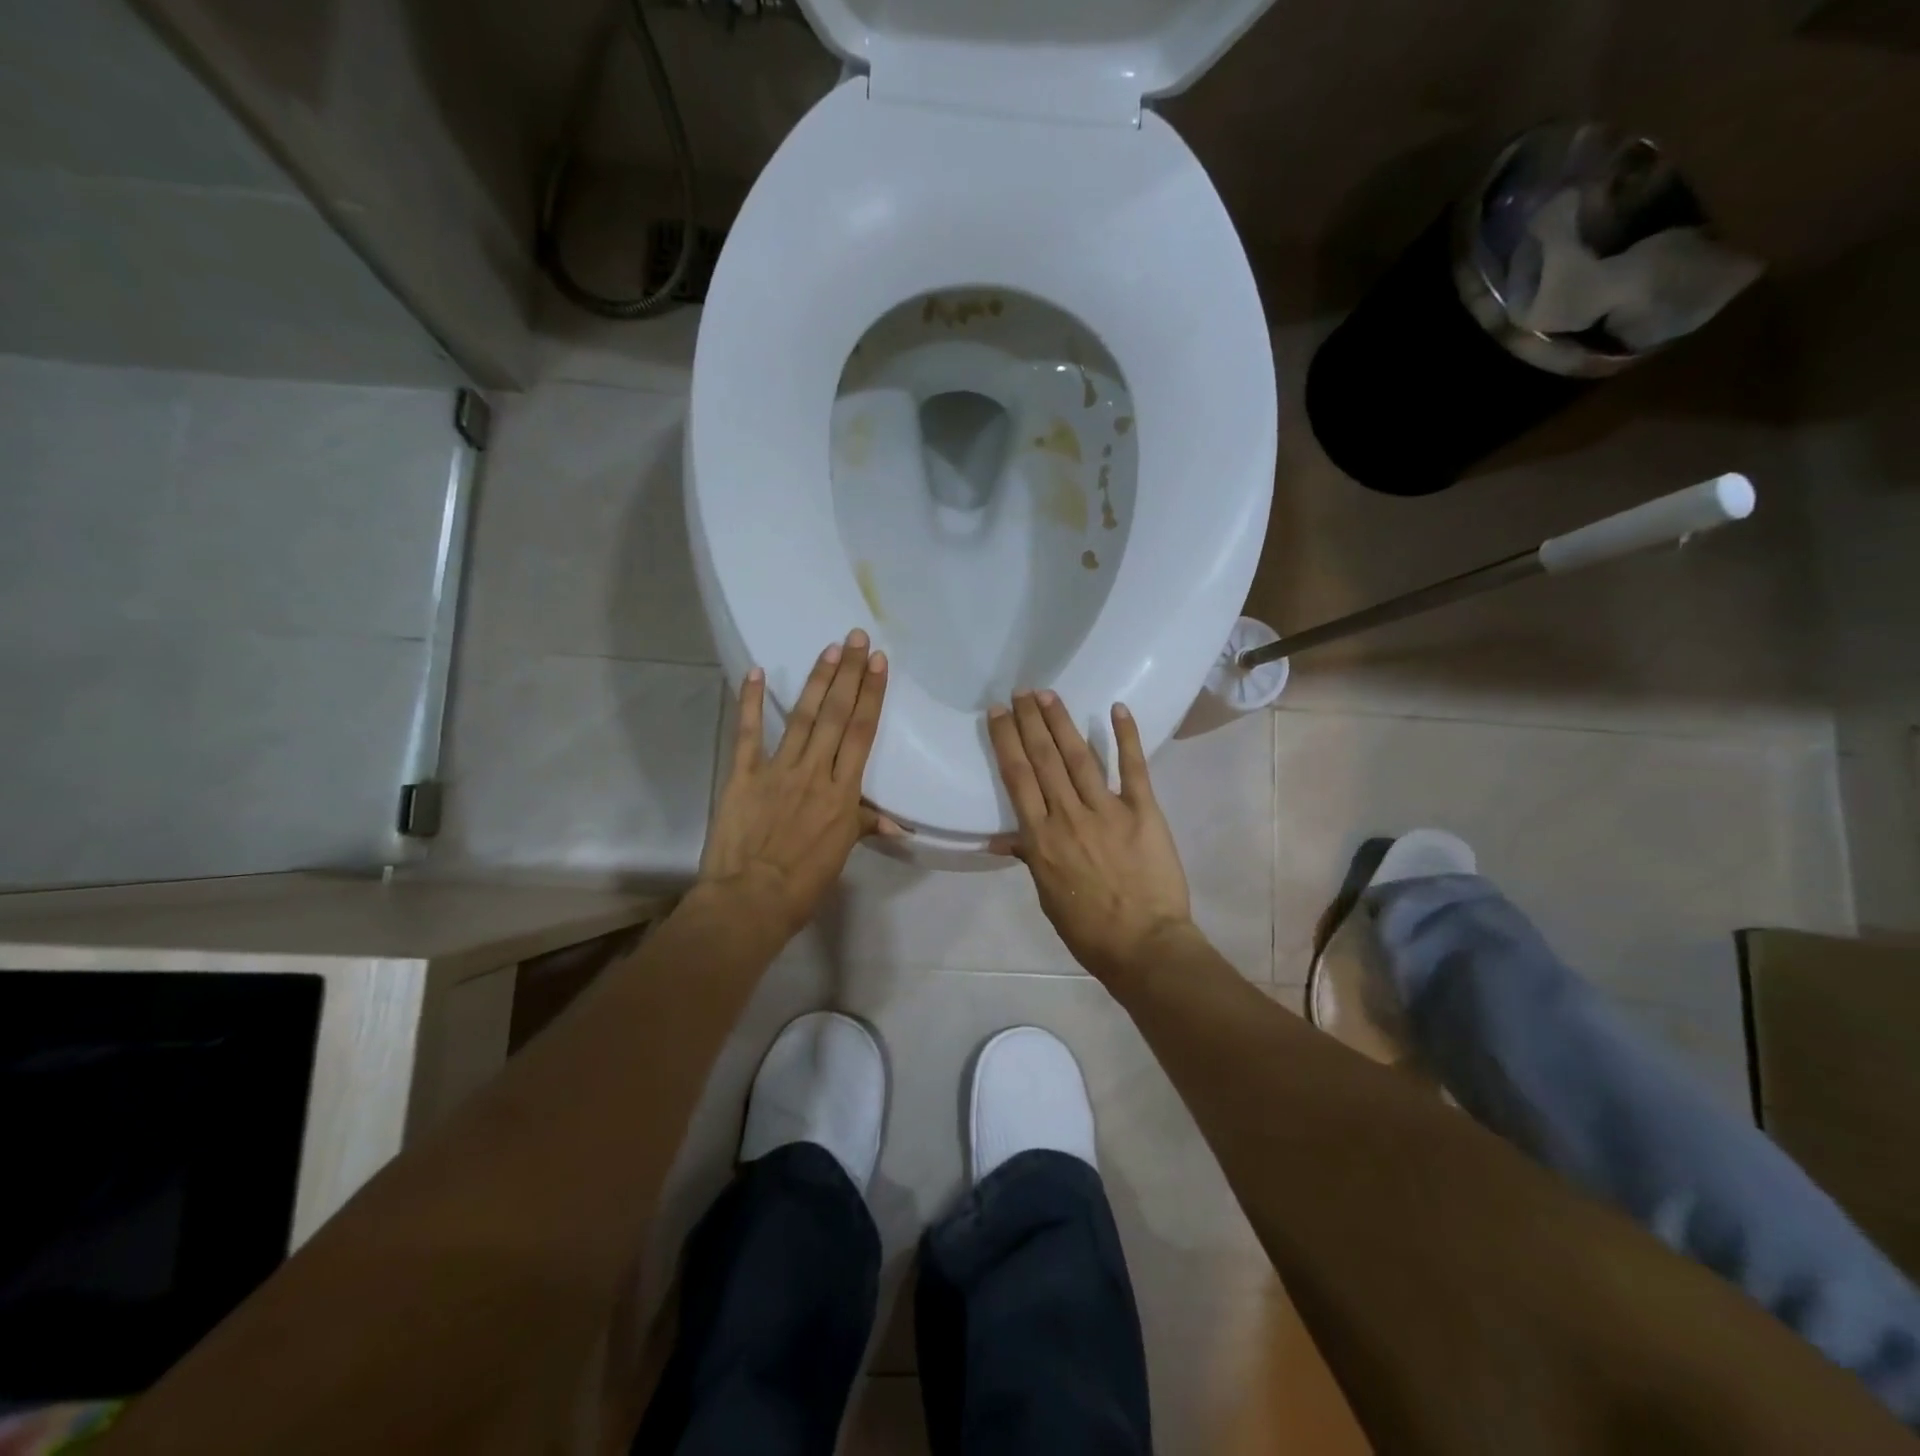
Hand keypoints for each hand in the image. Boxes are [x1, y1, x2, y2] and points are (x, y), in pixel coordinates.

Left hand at [699, 629, 895, 935]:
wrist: (750, 901)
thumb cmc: (803, 884)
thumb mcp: (840, 856)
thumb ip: (862, 827)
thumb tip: (895, 824)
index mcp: (842, 793)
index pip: (861, 734)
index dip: (871, 695)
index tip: (878, 663)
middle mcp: (814, 772)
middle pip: (835, 715)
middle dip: (848, 674)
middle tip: (855, 638)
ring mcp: (777, 771)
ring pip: (801, 718)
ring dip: (816, 681)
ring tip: (828, 649)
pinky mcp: (743, 776)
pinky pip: (748, 734)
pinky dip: (750, 703)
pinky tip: (755, 672)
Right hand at [987, 690, 1193, 979]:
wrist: (1144, 945)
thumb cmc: (1088, 928)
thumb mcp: (1047, 895)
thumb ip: (1029, 857)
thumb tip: (1003, 838)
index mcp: (1041, 837)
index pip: (1017, 777)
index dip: (1006, 740)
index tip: (998, 713)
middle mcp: (1068, 815)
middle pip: (1044, 758)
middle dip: (1030, 721)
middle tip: (1021, 692)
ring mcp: (1107, 810)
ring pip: (1079, 756)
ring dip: (1062, 722)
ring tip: (1048, 694)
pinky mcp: (1143, 811)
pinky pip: (1132, 768)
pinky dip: (1126, 736)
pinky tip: (1117, 708)